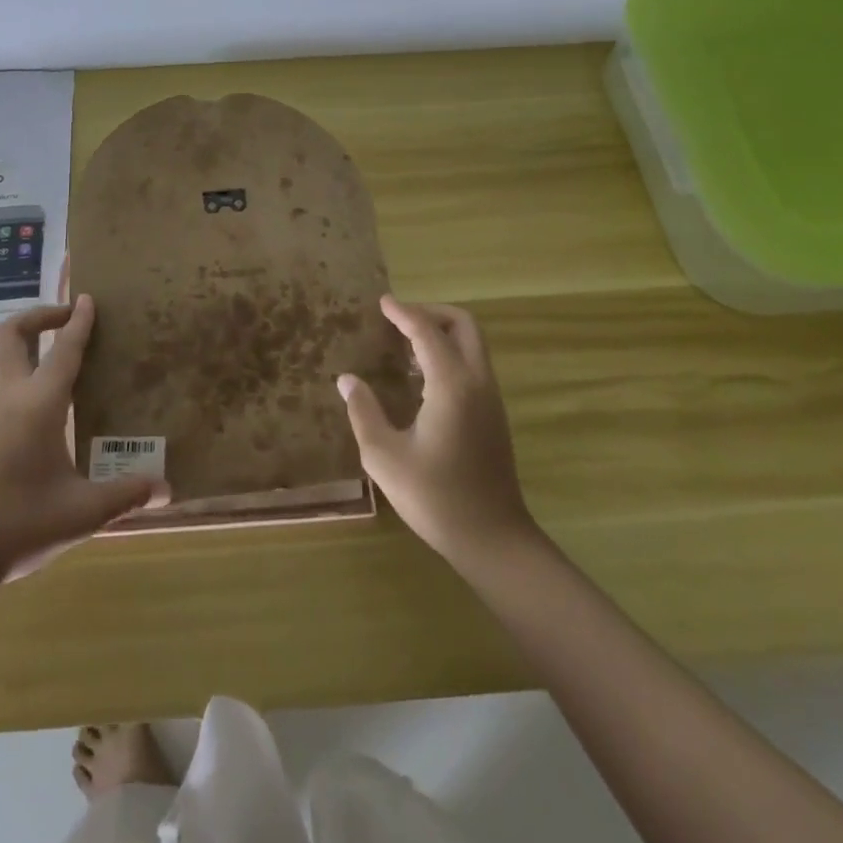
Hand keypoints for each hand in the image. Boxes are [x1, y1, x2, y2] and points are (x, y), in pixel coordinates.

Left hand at [0, 296, 167, 582]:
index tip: (87, 298)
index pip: (63, 350)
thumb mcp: (82, 512)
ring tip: (66, 359)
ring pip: (6, 362)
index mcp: (39, 405)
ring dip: (31, 347)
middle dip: (38, 316)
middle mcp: (12, 400)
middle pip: (10, 336)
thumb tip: (166, 489)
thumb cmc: (18, 524)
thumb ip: (125, 495)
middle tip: (66, 316)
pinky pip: (7, 390)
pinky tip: (52, 410)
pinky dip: (28, 378)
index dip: (78, 322)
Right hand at [338, 297, 537, 570]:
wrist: (493, 539)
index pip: (426, 332)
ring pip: (472, 344)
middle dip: (431, 313)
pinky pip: (473, 364)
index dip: (403, 313)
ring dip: (441, 333)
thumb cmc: (435, 498)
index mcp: (451, 385)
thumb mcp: (384, 457)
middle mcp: (477, 382)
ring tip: (404, 345)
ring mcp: (490, 398)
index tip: (382, 303)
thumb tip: (347, 380)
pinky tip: (421, 378)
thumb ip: (364, 412)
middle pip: (463, 325)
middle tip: (399, 319)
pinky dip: (449, 354)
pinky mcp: (494, 415)